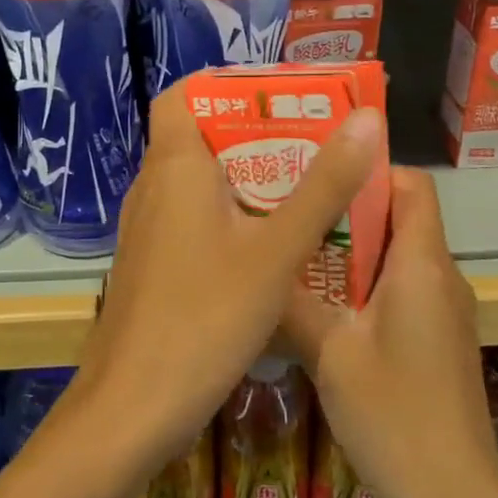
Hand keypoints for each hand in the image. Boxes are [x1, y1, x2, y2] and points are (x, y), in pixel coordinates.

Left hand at [69, 85, 384, 482]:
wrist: (130, 412)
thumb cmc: (203, 319)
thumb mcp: (276, 251)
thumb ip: (324, 186)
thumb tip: (367, 120)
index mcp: (174, 167)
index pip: (183, 94)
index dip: (228, 85)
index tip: (284, 98)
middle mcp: (154, 188)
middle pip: (202, 136)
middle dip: (260, 134)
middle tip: (320, 143)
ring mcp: (149, 230)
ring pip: (202, 183)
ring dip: (251, 178)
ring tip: (311, 187)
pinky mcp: (154, 266)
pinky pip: (196, 220)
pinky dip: (234, 217)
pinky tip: (275, 245)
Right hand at [282, 168, 497, 497]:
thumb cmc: (395, 418)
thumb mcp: (330, 354)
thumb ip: (294, 301)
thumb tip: (259, 263)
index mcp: (422, 265)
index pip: (412, 184)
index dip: (369, 171)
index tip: (316, 179)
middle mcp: (441, 277)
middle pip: (399, 217)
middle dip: (346, 212)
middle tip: (288, 215)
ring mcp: (444, 311)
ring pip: (397, 256)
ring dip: (350, 252)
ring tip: (294, 256)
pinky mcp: (438, 340)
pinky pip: (401, 290)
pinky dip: (364, 286)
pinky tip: (320, 309)